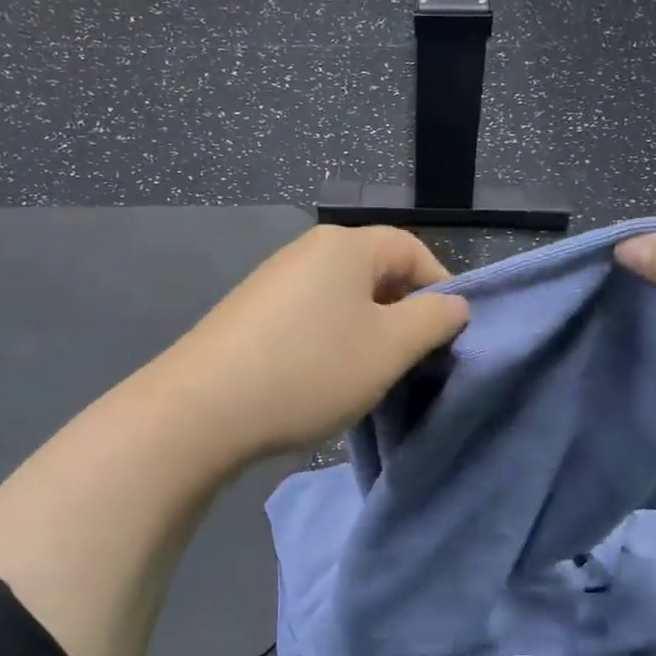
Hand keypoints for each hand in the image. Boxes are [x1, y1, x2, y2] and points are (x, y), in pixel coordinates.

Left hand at [155, 226, 469, 460]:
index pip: (414, 251)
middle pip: (376, 272)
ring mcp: (273, 280)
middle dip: (404, 314)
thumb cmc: (311, 370)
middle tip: (413, 360)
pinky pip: (310, 316)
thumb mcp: (390, 348)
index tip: (450, 336)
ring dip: (368, 332)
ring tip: (371, 374)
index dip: (441, 289)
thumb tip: (453, 304)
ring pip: (343, 298)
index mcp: (346, 246)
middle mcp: (308, 250)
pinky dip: (331, 341)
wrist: (202, 409)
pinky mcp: (250, 312)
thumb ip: (434, 320)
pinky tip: (324, 377)